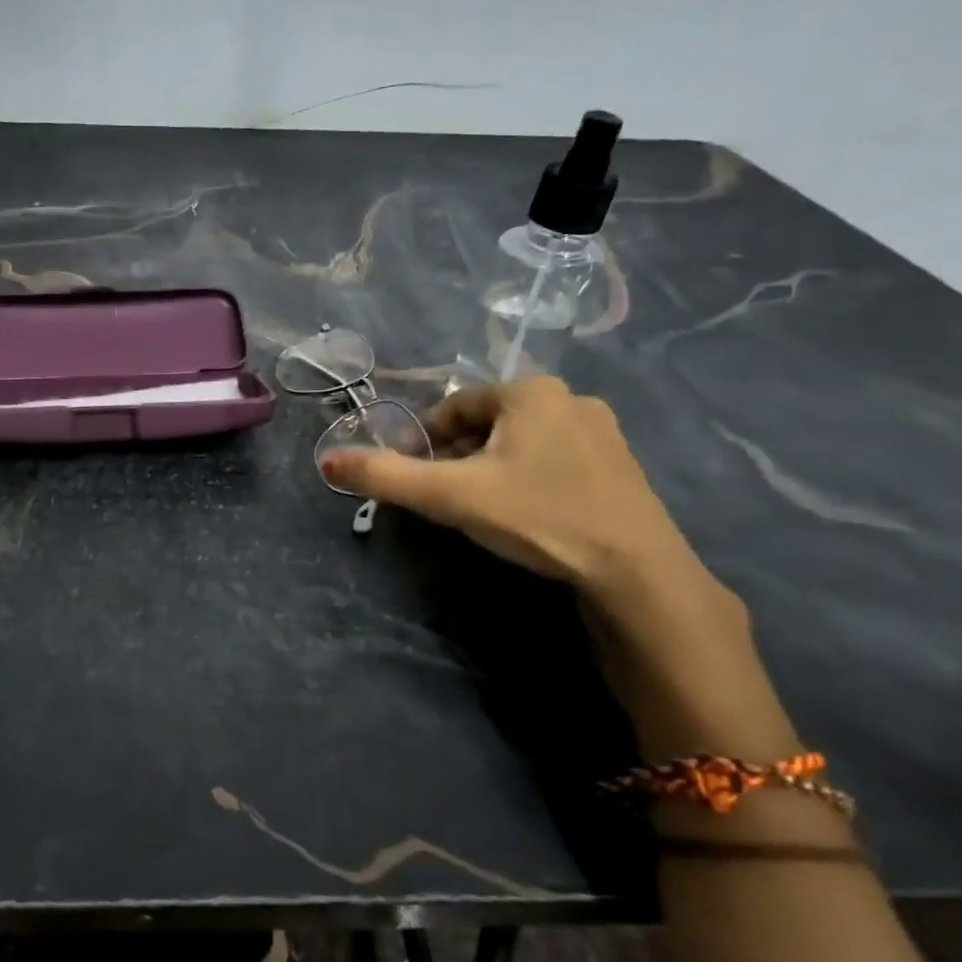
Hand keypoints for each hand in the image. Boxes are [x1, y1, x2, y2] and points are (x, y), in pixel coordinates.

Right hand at [320, 376, 699, 601]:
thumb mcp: (450, 496)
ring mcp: (600, 432)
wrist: (635, 569)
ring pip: (520, 441)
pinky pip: (553, 459)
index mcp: (529, 392)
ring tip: (478, 508)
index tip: (411, 474)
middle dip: (456, 455)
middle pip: (487, 423)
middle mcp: (569, 398)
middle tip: (441, 496)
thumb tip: (326, 460)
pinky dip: (526, 477)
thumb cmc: (537, 516)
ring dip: (489, 466)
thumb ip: (386, 476)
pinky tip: (524, 514)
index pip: (454, 407)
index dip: (423, 439)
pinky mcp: (619, 465)